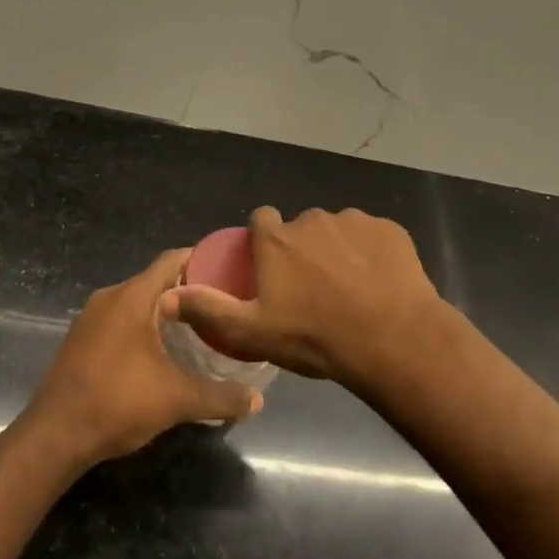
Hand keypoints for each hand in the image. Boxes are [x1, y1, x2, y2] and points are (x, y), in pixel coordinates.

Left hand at [24, 249, 263, 465]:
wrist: (55, 435)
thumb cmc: (117, 403)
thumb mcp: (177, 399)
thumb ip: (220, 396)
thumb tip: (258, 401)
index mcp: (132, 297)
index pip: (172, 260)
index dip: (201, 260)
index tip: (229, 270)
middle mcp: (110, 297)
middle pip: (156, 281)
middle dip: (188, 290)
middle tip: (222, 305)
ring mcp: (91, 318)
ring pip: (137, 302)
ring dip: (165, 311)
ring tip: (199, 328)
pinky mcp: (81, 339)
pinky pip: (120, 319)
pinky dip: (143, 326)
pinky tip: (163, 351)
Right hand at [157, 207, 447, 387]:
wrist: (392, 339)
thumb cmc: (315, 336)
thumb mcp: (252, 331)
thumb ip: (209, 309)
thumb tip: (166, 297)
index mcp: (277, 239)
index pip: (261, 220)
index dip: (264, 242)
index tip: (271, 268)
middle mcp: (312, 219)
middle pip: (301, 228)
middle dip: (303, 250)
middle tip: (312, 289)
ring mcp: (354, 220)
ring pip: (338, 231)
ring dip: (338, 251)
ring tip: (349, 290)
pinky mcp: (390, 229)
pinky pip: (372, 237)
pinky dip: (371, 254)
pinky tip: (378, 284)